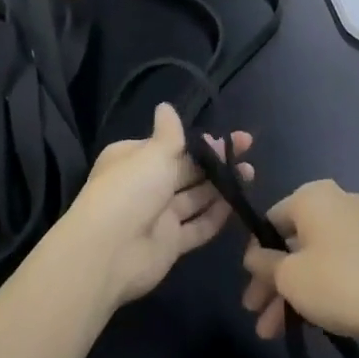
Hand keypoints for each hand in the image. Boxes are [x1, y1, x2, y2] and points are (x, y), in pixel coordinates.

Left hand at [43, 103, 252, 308]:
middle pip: (185, 170)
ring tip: (250, 173)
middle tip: (246, 150)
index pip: (168, 146)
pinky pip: (197, 226)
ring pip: (195, 197)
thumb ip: (168, 134)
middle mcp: (145, 186)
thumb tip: (165, 106)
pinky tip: (238, 203)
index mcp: (133, 159)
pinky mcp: (170, 243)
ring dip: (221, 186)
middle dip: (214, 161)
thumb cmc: (130, 190)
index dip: (197, 142)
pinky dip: (216, 216)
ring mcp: (158, 216)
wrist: (109, 252)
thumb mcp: (152, 154)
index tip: (223, 138)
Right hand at [241, 179, 358, 347]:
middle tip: (255, 314)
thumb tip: (253, 256)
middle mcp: (338, 203)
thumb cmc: (338, 283)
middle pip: (291, 242)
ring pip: (313, 259)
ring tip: (273, 333)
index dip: (255, 255)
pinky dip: (318, 289)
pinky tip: (304, 323)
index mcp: (313, 196)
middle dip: (271, 281)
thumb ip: (263, 263)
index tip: (248, 286)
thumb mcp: (288, 276)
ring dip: (291, 293)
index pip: (270, 220)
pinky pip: (336, 266)